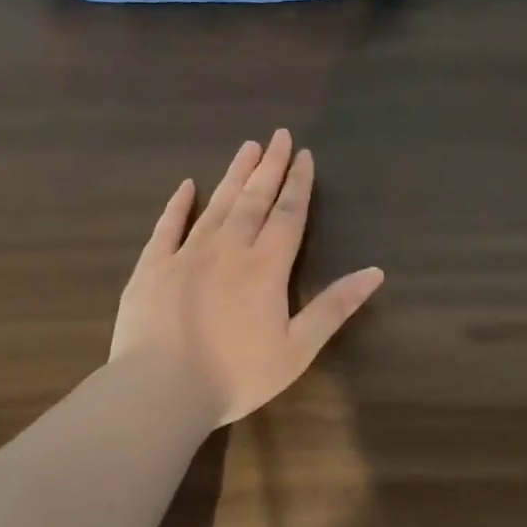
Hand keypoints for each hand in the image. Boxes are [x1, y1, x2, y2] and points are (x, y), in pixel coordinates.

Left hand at [110, 129, 384, 426]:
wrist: (160, 391)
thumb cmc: (236, 375)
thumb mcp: (297, 348)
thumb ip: (334, 307)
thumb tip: (375, 272)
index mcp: (266, 266)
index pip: (288, 214)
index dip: (299, 184)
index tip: (305, 155)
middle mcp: (228, 248)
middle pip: (254, 199)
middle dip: (270, 167)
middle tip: (279, 136)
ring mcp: (186, 254)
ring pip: (216, 204)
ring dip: (234, 175)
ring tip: (248, 147)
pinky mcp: (152, 267)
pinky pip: (167, 226)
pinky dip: (178, 204)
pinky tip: (186, 185)